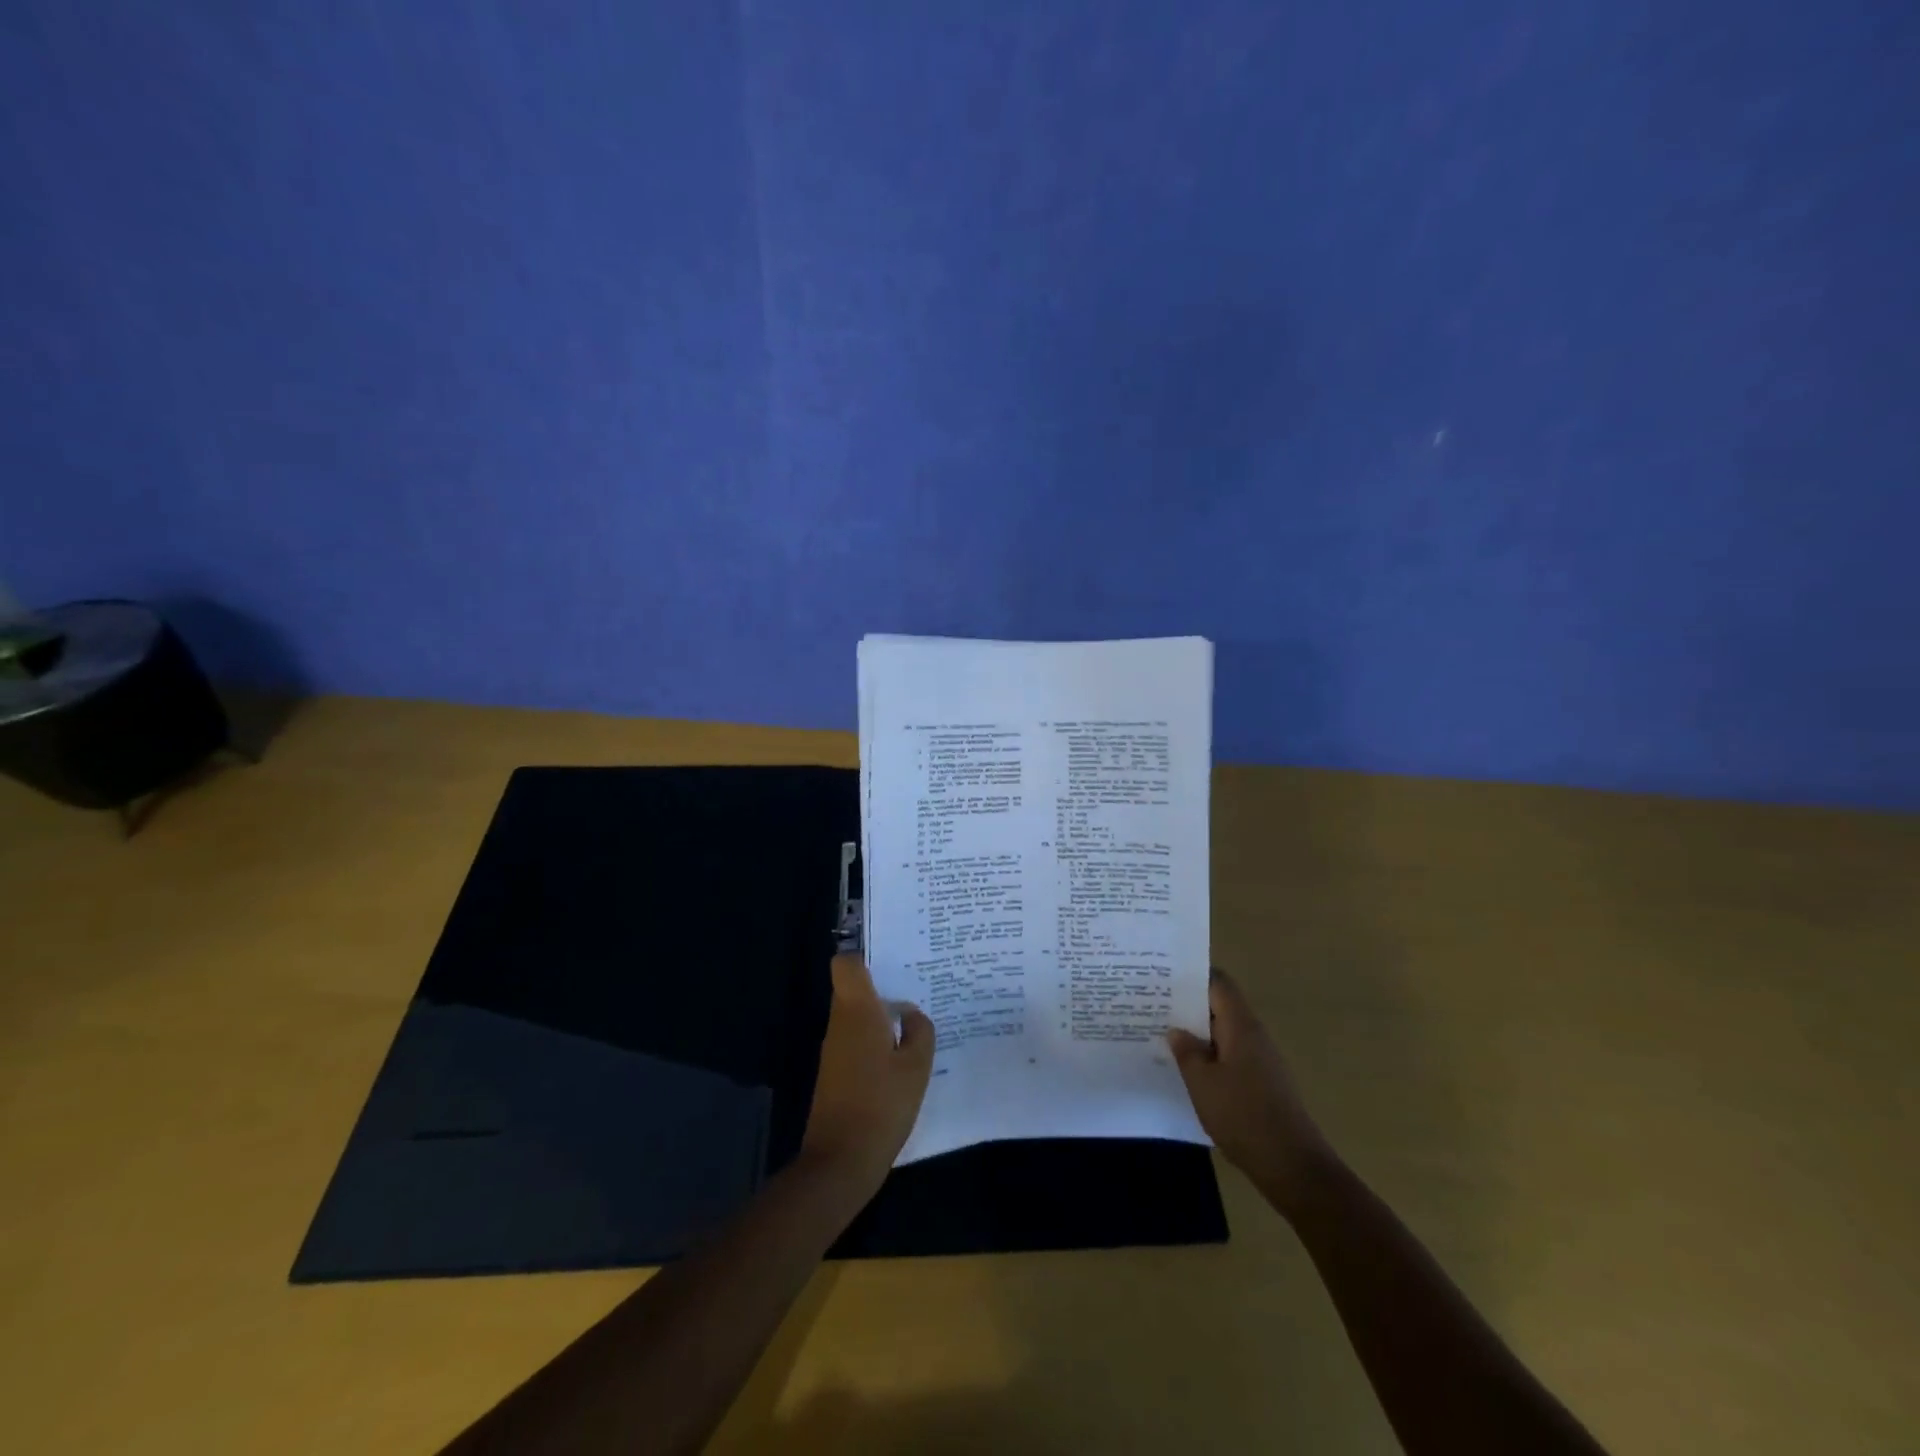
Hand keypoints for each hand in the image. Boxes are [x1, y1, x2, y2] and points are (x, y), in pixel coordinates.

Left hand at [799, 954, 935, 1198]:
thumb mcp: (916, 1067)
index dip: (865, 957)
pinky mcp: (834, 1073)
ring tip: (915, 1021)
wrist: (840, 1162)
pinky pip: (855, 1040)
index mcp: (857, 1012)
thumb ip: (920, 1032)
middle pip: (853, 989)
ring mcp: (834, 1050)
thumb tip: (911, 1014)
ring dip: (880, 1016)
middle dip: (881, 986)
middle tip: (917, 988)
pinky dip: (875, 1041)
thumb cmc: (881, 1106)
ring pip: (855, 1016)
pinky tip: (901, 1056)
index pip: (846, 964)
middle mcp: (840, 1023)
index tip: (892, 960)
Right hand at [1169, 968, 1330, 1210]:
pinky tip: (1188, 1070)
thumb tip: (1176, 1030)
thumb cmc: (1243, 1116)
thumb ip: (1187, 1051)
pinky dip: (1209, 1055)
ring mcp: (1261, 1059)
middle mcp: (1254, 1035)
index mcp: (1241, 1025)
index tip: (1163, 977)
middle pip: (1220, 1006)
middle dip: (1189, 1005)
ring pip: (1224, 1032)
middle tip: (1154, 1006)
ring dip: (1198, 1033)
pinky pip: (1231, 1055)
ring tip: (1164, 1036)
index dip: (1192, 975)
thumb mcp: (1202, 1082)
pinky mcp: (1262, 1082)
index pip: (1218, 982)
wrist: (1292, 1165)